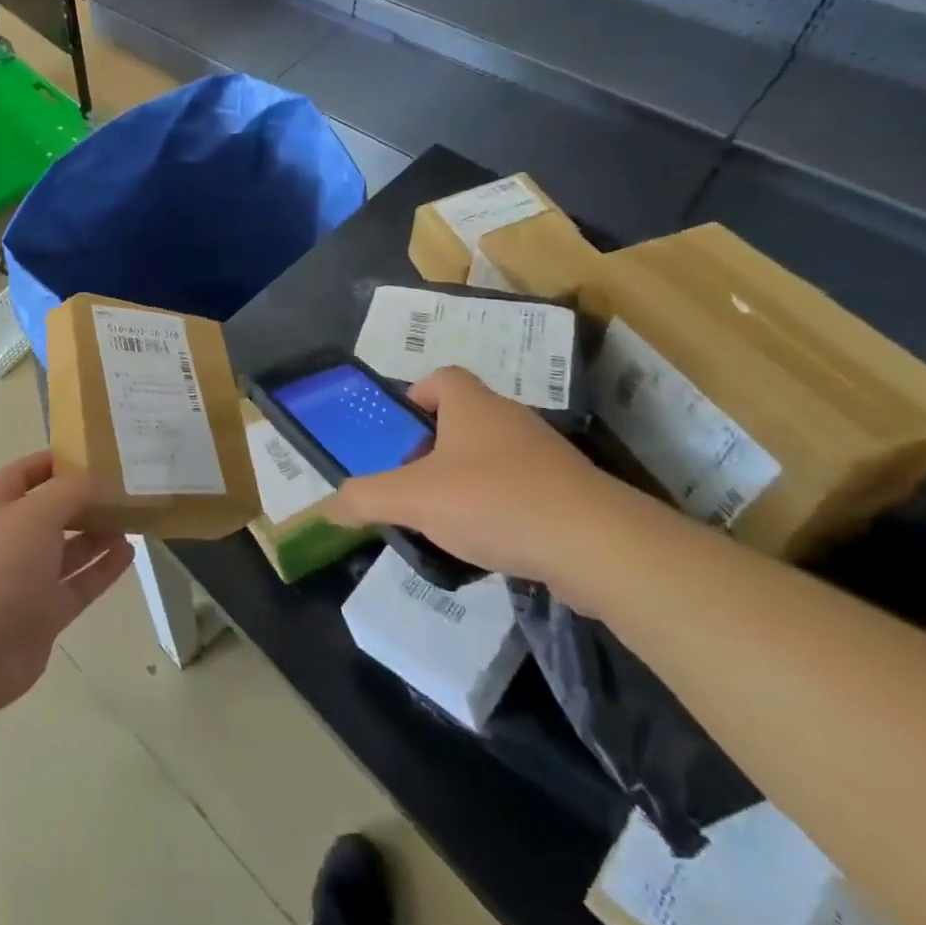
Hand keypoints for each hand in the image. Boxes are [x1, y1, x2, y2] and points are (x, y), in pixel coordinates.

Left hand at [0, 452, 131, 713]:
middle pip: (52, 511)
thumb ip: (70, 491)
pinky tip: (129, 553)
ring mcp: (28, 578)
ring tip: (132, 518)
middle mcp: (12, 538)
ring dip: (98, 533)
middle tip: (124, 488)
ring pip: (69, 548)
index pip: (27, 473)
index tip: (93, 454)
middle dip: (84, 500)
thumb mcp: (36, 513)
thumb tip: (97, 478)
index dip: (56, 461)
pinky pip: (80, 583)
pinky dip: (103, 568)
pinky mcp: (45, 613)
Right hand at [322, 366, 632, 589]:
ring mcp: (546, 455)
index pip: (441, 378)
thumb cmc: (494, 501)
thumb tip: (328, 506)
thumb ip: (365, 498)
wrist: (598, 546)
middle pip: (464, 419)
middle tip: (414, 483)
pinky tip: (492, 543)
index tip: (400, 435)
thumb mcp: (413, 499)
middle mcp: (509, 418)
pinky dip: (502, 508)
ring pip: (494, 456)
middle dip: (435, 448)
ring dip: (468, 481)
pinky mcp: (571, 492)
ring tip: (448, 520)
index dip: (416, 398)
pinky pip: (523, 489)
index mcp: (471, 404)